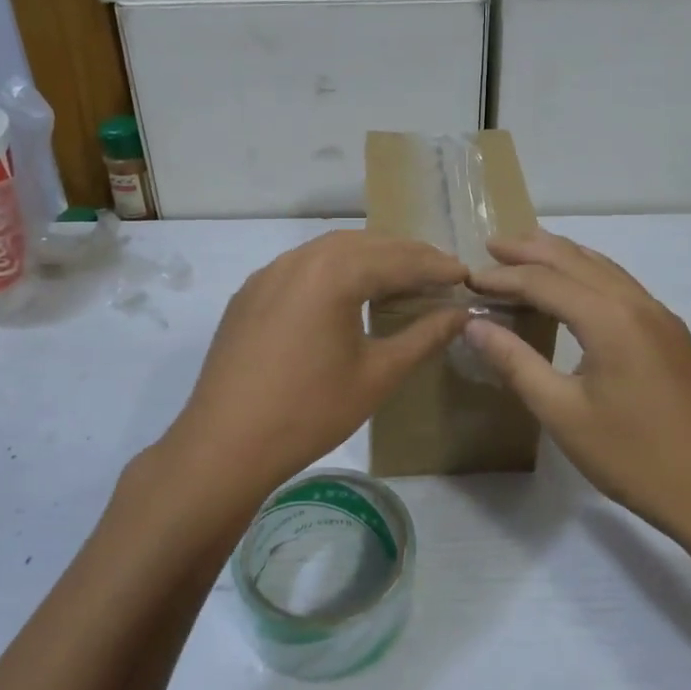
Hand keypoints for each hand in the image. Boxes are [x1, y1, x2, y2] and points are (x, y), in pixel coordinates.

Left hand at [165, 231, 468, 509]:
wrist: (224, 445)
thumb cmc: (310, 411)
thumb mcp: (378, 375)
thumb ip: (425, 336)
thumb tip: (461, 313)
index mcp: (334, 272)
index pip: (399, 259)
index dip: (436, 266)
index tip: (466, 274)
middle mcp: (300, 259)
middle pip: (365, 245)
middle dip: (406, 255)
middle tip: (439, 272)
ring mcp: (269, 273)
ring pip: (331, 251)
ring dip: (370, 258)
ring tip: (400, 278)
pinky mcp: (250, 293)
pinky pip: (302, 267)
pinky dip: (335, 270)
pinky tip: (347, 293)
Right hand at [466, 232, 690, 539]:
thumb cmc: (631, 456)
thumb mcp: (561, 413)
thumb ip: (515, 362)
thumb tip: (473, 325)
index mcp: (610, 319)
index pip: (545, 281)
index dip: (503, 277)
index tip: (468, 279)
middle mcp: (637, 303)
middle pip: (576, 259)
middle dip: (531, 249)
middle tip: (491, 246)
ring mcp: (659, 315)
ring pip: (603, 267)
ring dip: (561, 255)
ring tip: (525, 251)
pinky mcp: (670, 332)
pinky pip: (621, 284)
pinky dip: (588, 272)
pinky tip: (574, 285)